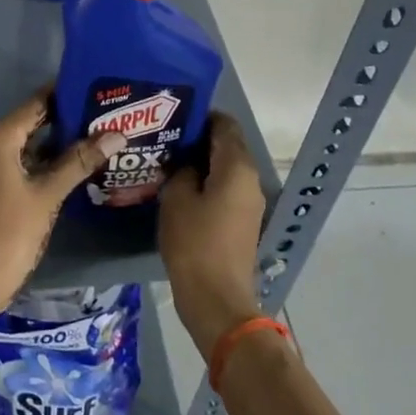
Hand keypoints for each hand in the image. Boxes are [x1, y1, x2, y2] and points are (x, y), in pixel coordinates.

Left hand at [0, 91, 126, 318]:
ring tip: (92, 136)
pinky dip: (40, 161)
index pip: (33, 105)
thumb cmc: (12, 231)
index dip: (61, 94)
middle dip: (62, 119)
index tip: (91, 87)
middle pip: (28, 123)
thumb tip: (116, 134)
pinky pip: (16, 163)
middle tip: (100, 113)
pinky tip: (69, 166)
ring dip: (53, 142)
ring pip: (23, 146)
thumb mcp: (49, 194)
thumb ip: (80, 161)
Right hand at [160, 113, 267, 359]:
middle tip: (165, 138)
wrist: (216, 298)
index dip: (201, 116)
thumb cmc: (194, 243)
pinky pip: (225, 189)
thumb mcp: (176, 198)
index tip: (173, 117)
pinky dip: (206, 182)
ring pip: (225, 169)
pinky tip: (180, 188)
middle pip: (227, 146)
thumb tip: (185, 163)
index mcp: (237, 167)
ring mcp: (249, 202)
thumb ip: (180, 170)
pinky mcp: (242, 222)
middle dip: (198, 139)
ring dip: (201, 162)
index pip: (225, 125)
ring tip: (168, 161)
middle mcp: (250, 179)